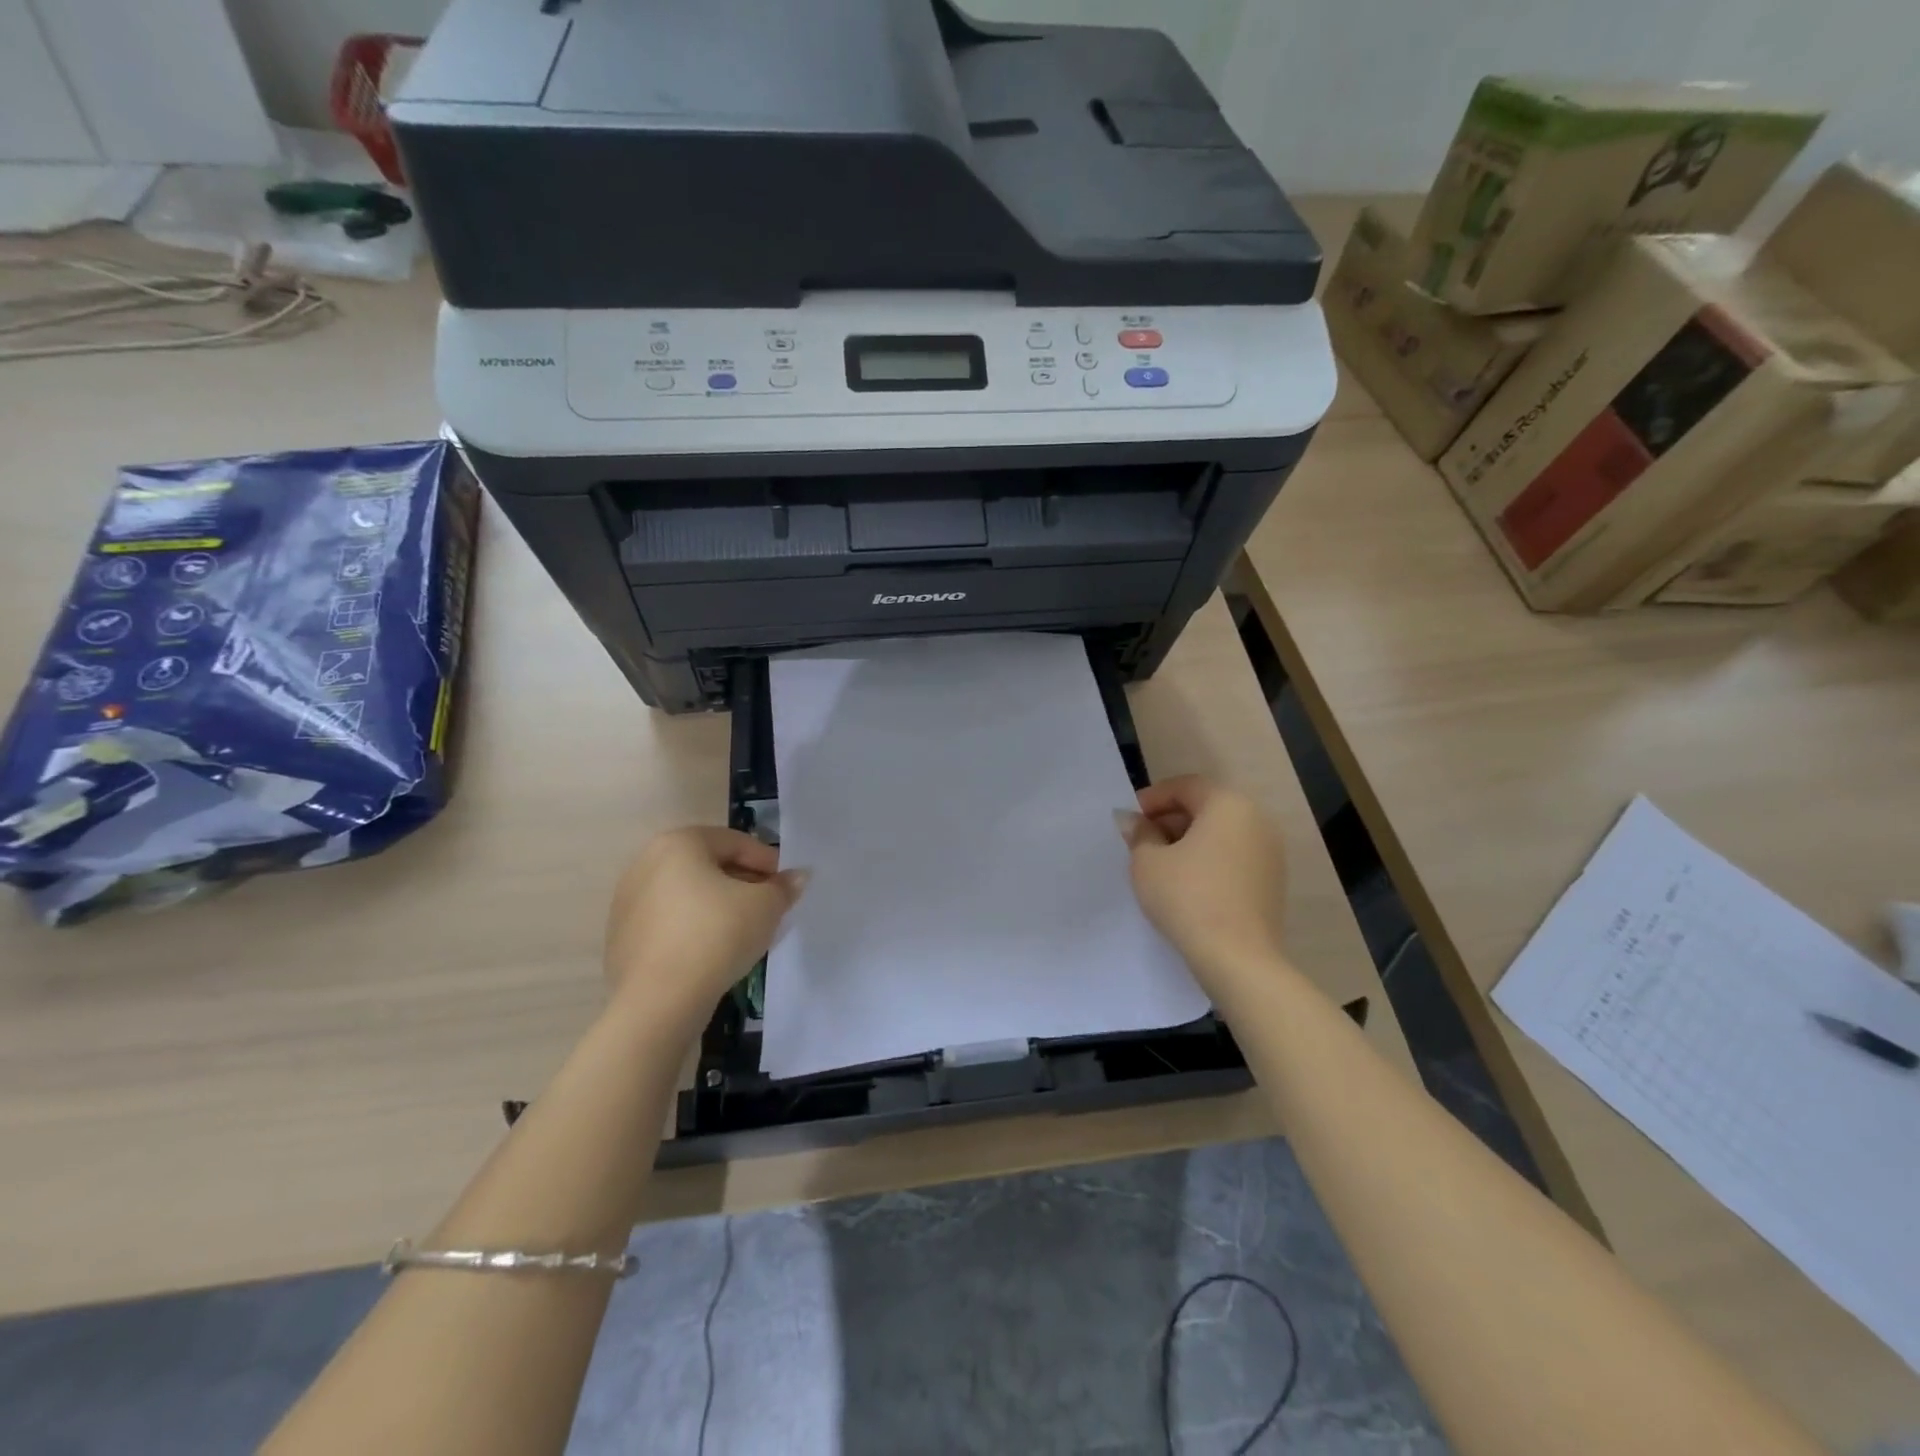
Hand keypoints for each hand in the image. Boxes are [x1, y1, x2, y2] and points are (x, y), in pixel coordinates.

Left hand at [603, 828, 805, 1028]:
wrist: (660, 1000)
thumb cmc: (717, 935)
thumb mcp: (765, 907)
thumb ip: (783, 887)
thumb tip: (797, 877)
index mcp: (679, 843)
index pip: (735, 842)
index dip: (768, 862)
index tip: (786, 887)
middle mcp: (646, 862)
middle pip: (709, 865)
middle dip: (742, 883)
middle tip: (769, 907)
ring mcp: (628, 901)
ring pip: (687, 895)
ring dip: (718, 906)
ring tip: (744, 931)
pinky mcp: (622, 937)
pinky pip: (669, 922)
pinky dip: (693, 928)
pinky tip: (713, 952)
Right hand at [1122, 776, 1288, 982]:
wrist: (1238, 958)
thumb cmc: (1188, 897)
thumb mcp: (1148, 862)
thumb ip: (1139, 834)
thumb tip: (1134, 821)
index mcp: (1228, 804)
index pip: (1186, 786)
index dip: (1153, 798)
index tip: (1131, 820)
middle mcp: (1257, 819)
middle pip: (1206, 807)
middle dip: (1171, 820)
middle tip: (1142, 841)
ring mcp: (1270, 852)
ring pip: (1221, 833)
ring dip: (1190, 841)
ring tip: (1161, 865)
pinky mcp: (1272, 881)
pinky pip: (1234, 857)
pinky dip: (1209, 860)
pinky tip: (1187, 884)